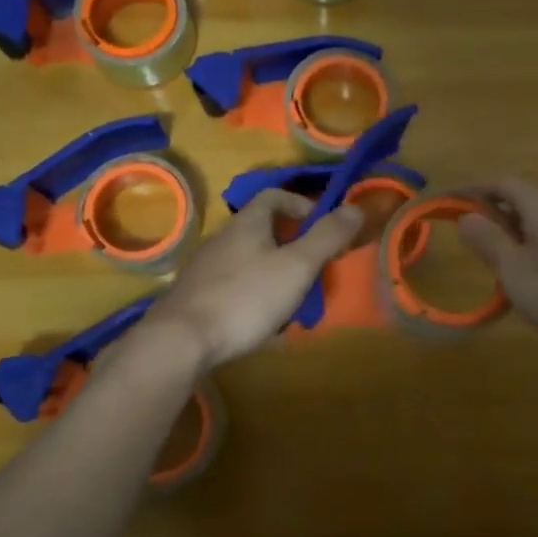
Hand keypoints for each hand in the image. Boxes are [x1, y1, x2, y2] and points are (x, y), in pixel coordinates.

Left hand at [144, 191, 362, 370]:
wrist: (181, 340)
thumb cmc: (246, 296)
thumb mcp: (297, 266)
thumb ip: (327, 237)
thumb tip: (356, 207)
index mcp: (248, 223)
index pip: (274, 196)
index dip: (301, 204)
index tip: (320, 226)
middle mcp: (223, 237)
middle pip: (262, 230)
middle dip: (291, 246)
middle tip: (312, 270)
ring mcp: (205, 267)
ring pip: (249, 261)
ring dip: (273, 274)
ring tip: (291, 303)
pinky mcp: (196, 296)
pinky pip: (233, 287)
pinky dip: (253, 296)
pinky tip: (261, 323)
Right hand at [457, 178, 537, 345]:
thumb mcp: (515, 270)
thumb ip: (488, 240)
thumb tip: (465, 216)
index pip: (499, 182)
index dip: (470, 191)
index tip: (446, 205)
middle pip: (519, 195)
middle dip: (490, 210)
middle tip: (468, 233)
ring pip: (536, 216)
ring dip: (511, 228)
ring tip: (494, 256)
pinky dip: (530, 243)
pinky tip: (529, 272)